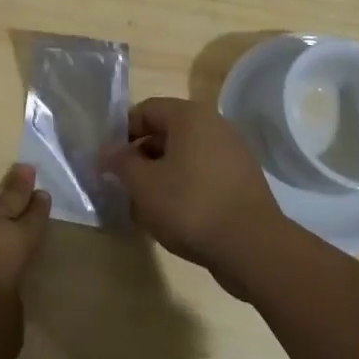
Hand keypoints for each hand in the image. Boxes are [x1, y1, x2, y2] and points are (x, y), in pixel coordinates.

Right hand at [103, 97, 286, 288]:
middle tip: (125, 184)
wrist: (253, 248)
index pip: (146, 110)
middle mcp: (214, 125)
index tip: (109, 160)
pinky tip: (174, 215)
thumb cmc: (191, 206)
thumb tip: (106, 150)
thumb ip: (120, 162)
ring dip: (162, 174)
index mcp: (190, 116)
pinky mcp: (242, 179)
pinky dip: (185, 186)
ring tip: (146, 205)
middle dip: (141, 156)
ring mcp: (233, 152)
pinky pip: (204, 173)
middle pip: (166, 131)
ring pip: (185, 155)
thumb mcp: (144, 185)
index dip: (122, 133)